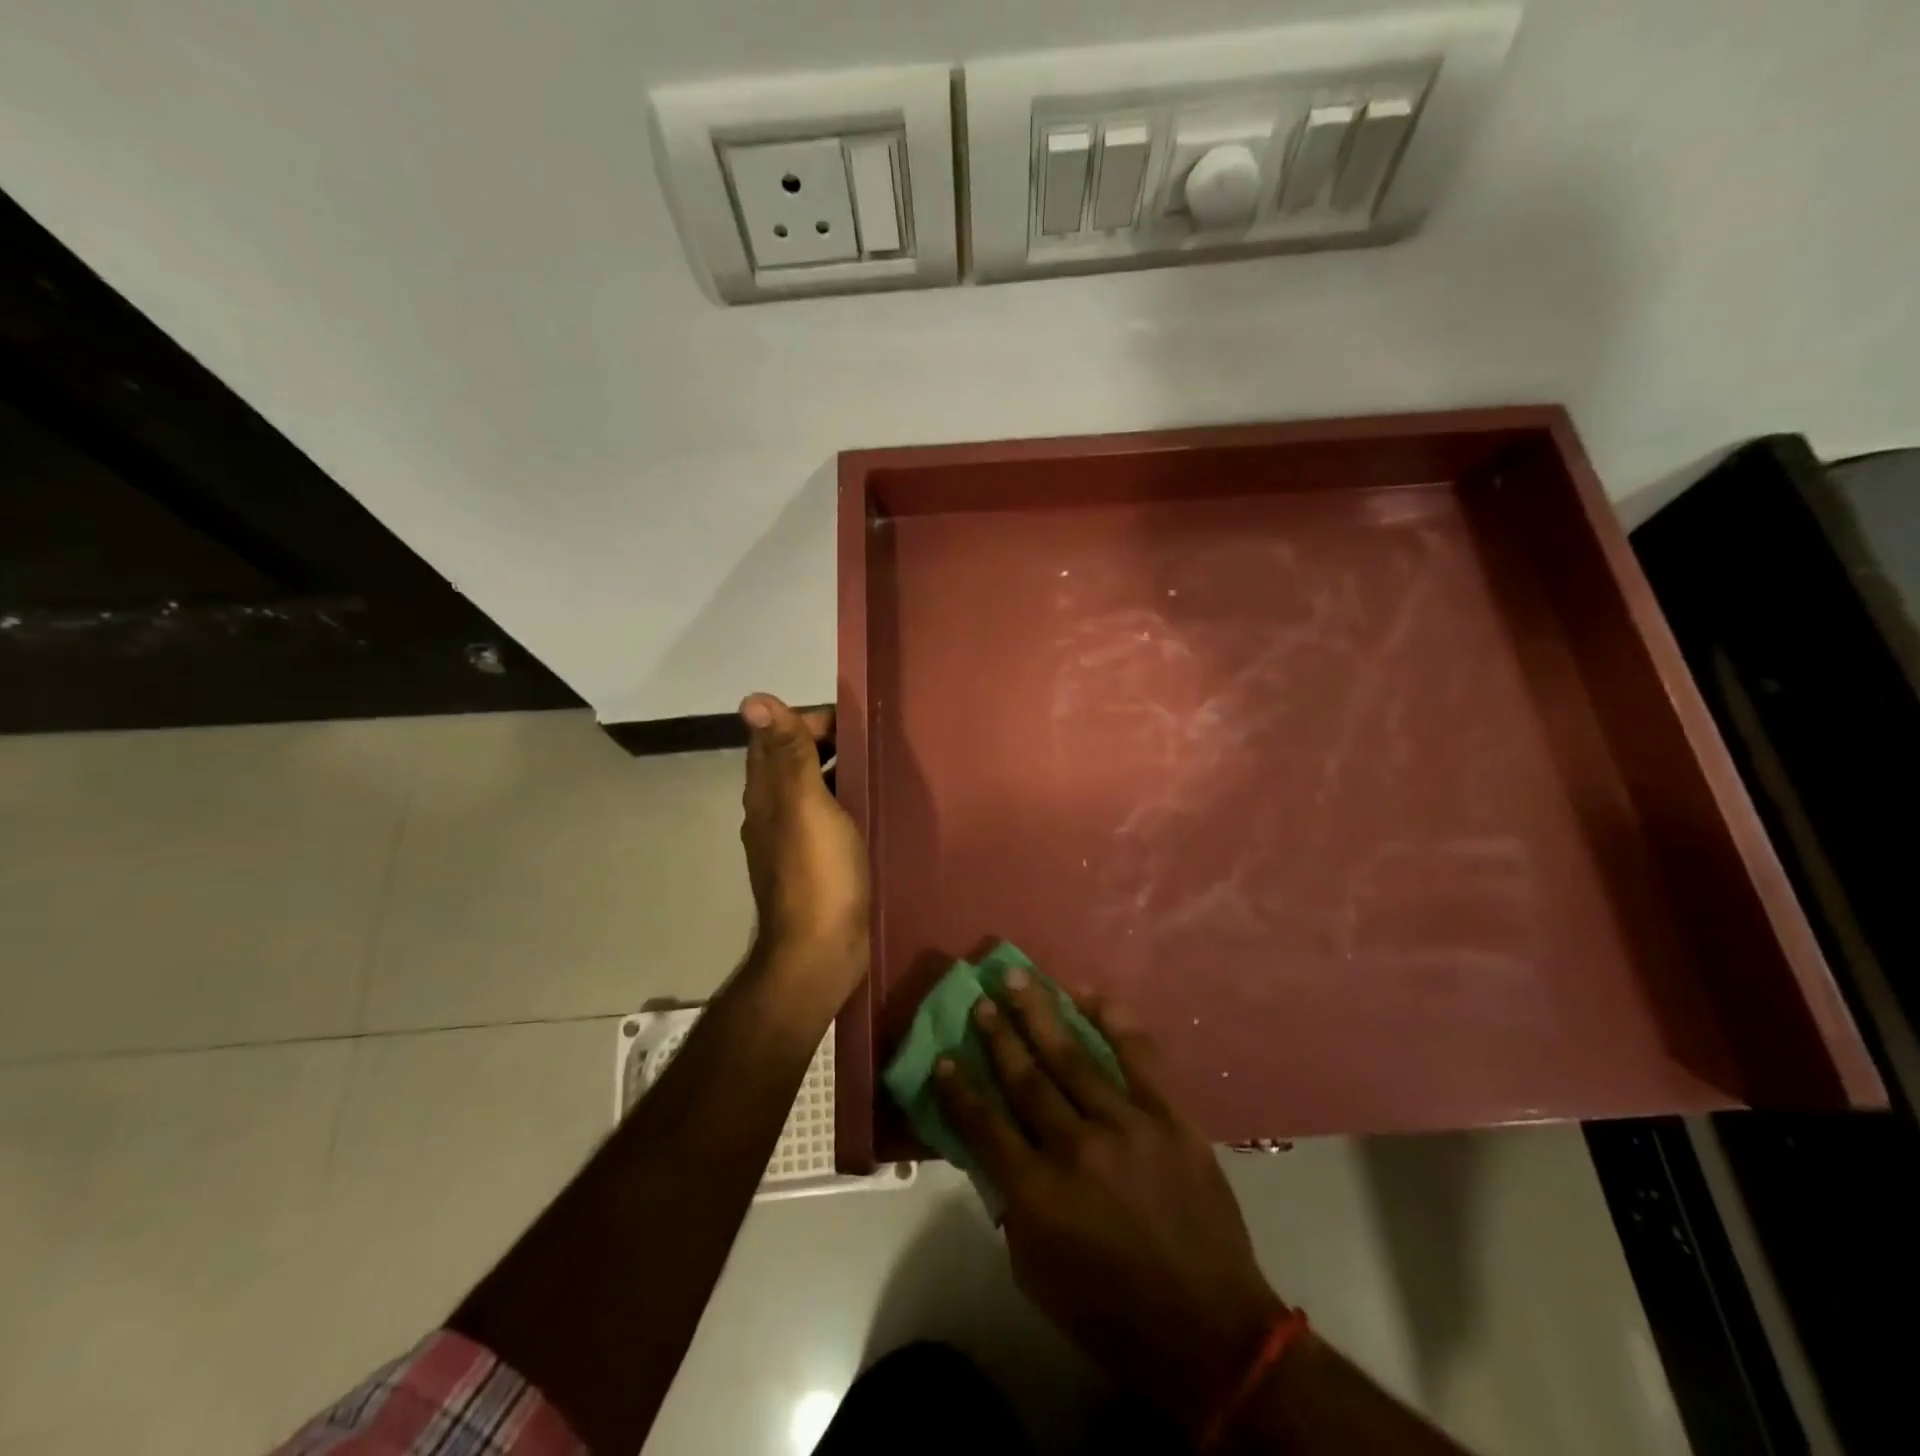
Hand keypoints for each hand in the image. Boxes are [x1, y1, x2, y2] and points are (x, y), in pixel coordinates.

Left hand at [738, 694, 869, 994]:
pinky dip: (847, 803)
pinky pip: (829, 819)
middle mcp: (772, 812)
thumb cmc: (817, 874)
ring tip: (882, 767)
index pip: (776, 736)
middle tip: (877, 741)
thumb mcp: (805, 805)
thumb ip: (787, 753)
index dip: (809, 719)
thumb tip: (752, 698)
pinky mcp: (815, 864)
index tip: (854, 718)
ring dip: (839, 772)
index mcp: (766, 793)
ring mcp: (792, 841)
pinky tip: (874, 809)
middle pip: (794, 761)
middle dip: (829, 743)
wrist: (819, 953)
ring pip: (813, 790)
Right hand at [934, 973, 1283, 1430]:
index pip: (984, 1125)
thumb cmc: (1111, 1313)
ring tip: (1018, 979)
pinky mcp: (1170, 1117)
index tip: (944, 1056)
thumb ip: (1010, 1205)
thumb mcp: (1036, 1273)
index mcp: (1037, 1193)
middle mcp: (1076, 1148)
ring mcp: (1127, 1126)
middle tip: (980, 999)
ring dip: (1040, 1013)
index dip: (959, 1089)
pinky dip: (1112, 1020)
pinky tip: (1088, 994)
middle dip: (998, 1035)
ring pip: (1073, 1056)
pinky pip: (1138, 1055)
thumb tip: (996, 1149)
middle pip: (1026, 1078)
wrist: (1209, 1332)